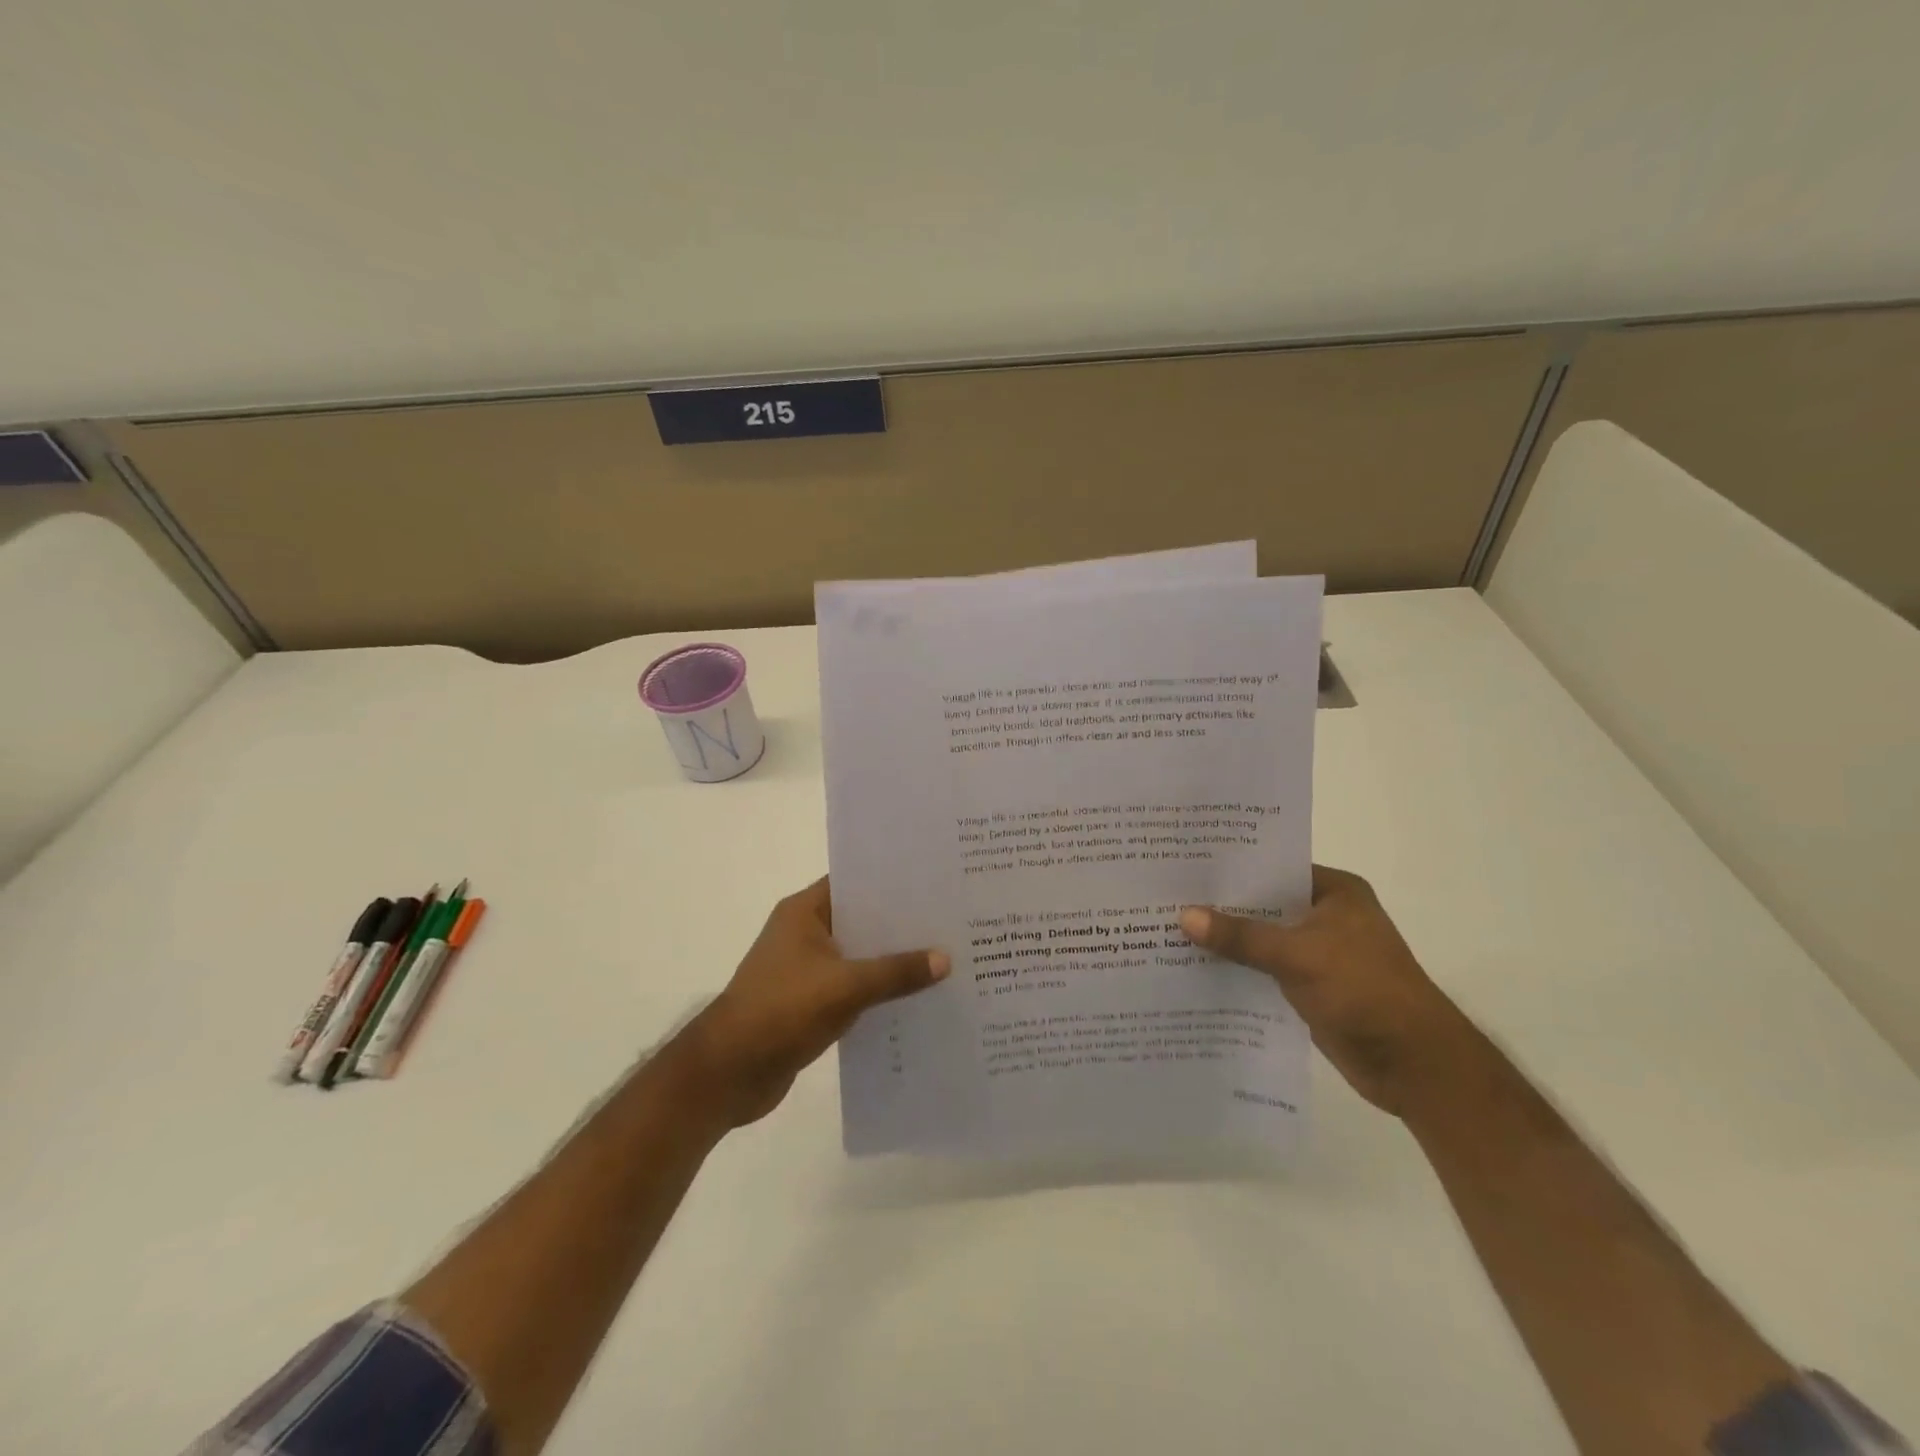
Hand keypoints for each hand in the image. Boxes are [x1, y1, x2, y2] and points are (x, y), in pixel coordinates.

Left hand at [674, 878, 948, 1128]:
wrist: (729, 1072)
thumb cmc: (782, 1011)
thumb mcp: (846, 987)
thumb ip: (896, 972)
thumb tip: (945, 959)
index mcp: (804, 912)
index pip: (854, 882)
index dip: (891, 881)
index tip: (933, 882)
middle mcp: (804, 933)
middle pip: (860, 919)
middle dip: (900, 924)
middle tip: (950, 921)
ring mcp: (805, 969)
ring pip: (858, 956)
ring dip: (891, 961)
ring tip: (943, 958)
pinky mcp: (808, 1002)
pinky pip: (852, 987)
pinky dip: (877, 991)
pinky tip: (914, 998)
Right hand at [1181, 865, 1470, 1115]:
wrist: (1414, 1066)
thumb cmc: (1365, 991)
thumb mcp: (1299, 956)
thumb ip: (1241, 936)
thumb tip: (1183, 915)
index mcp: (1335, 892)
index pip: (1273, 867)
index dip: (1231, 867)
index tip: (1184, 862)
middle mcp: (1325, 915)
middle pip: (1263, 903)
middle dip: (1221, 905)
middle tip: (1166, 894)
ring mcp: (1318, 953)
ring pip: (1261, 938)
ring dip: (1226, 940)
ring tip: (1168, 928)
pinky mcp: (1309, 986)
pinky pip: (1263, 969)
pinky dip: (1237, 969)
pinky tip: (1195, 968)